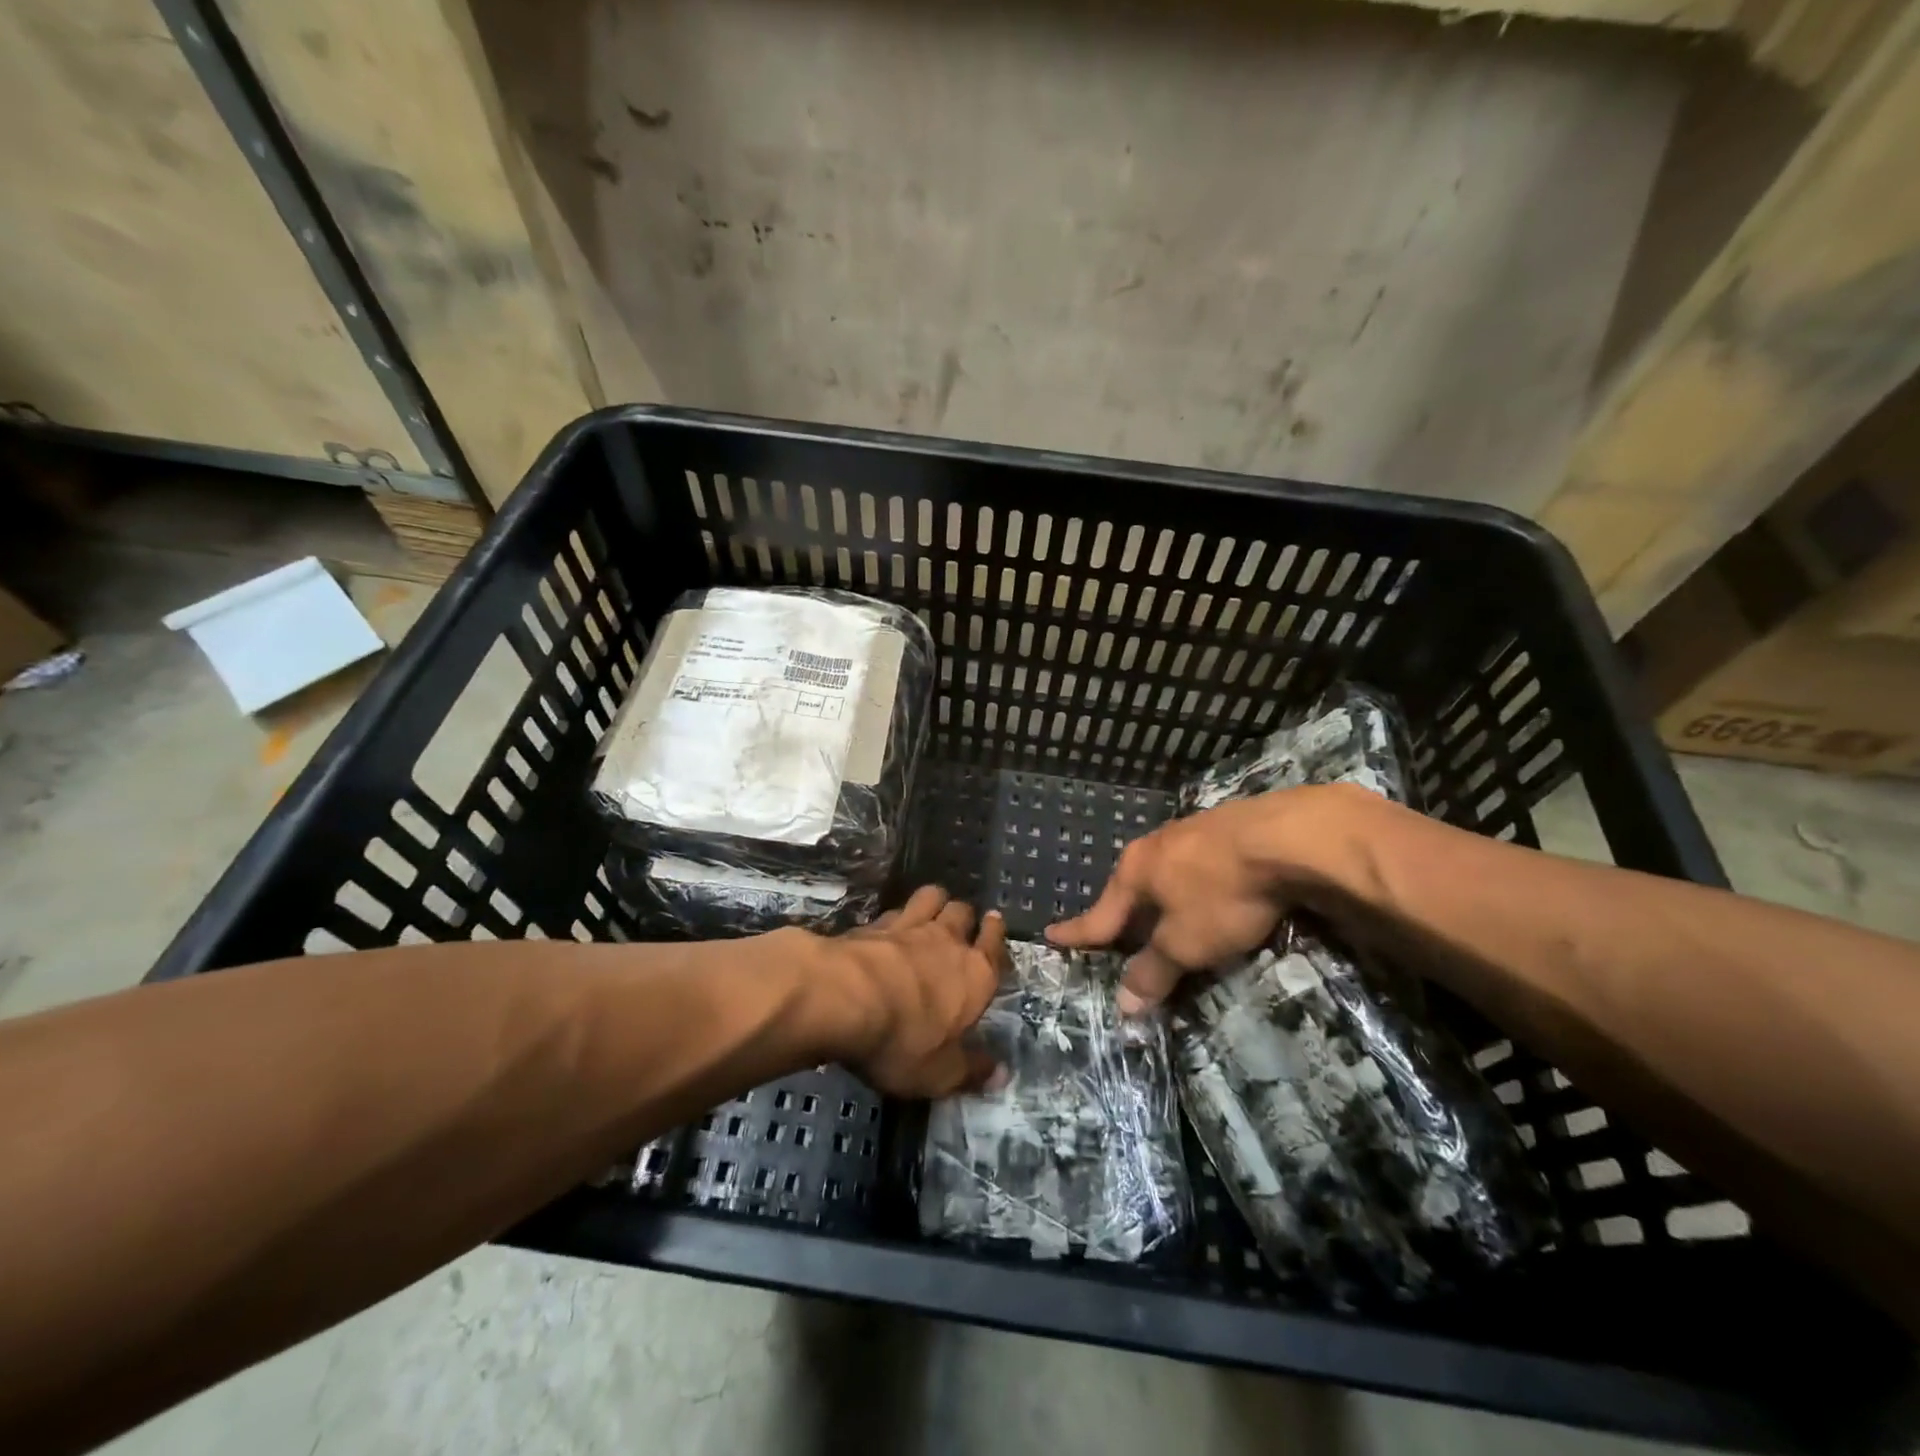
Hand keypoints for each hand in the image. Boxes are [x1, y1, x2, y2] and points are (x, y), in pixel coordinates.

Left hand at [806, 886, 1006, 1097]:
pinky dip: (897, 914)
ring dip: (934, 902)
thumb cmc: (902, 1040)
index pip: (993, 945)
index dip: (994, 933)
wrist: (844, 998)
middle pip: (963, 912)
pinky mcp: (874, 922)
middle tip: (959, 926)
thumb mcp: (939, 1073)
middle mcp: (948, 941)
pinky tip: (888, 925)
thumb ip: (971, 1071)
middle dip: (964, 916)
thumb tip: (1002, 1074)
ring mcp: (910, 926)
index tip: (993, 922)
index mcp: (975, 975)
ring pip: (932, 896)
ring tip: (930, 910)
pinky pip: (895, 908)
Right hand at [1047, 785, 1371, 1011]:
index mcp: (1135, 872)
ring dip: (1160, 896)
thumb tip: (1122, 1005)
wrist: (1287, 836)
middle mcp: (1155, 846)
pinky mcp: (1226, 828)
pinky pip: (1195, 862)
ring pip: (1164, 871)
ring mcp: (1191, 831)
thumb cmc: (1222, 893)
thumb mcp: (1186, 943)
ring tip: (1162, 913)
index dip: (1077, 932)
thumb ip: (1153, 971)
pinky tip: (1206, 888)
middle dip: (1123, 912)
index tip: (1051, 936)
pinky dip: (1191, 882)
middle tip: (1116, 934)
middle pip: (1131, 888)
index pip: (1099, 914)